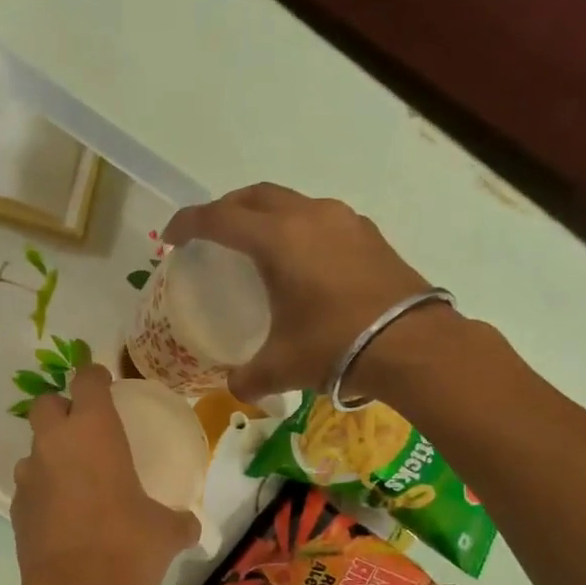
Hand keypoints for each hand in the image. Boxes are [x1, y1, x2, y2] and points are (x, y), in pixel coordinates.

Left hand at [12, 365, 199, 584]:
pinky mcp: (16, 510)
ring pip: (33, 449)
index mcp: (93, 431)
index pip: (86, 380)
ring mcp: (29, 477)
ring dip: (50, 455)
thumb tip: (190, 526)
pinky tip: (63, 516)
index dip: (94, 376)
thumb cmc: (128, 547)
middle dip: (62, 409)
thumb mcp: (165, 532)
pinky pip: (29, 487)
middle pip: (45, 404)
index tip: (104, 384)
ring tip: (75, 480)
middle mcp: (54, 444)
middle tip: (85, 429)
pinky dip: (44, 492)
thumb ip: (178, 521)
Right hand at [162, 183, 434, 399]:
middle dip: (226, 209)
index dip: (189, 224)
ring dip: (265, 215)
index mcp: (277, 240)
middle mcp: (308, 217)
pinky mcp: (368, 235)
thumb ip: (247, 377)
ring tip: (254, 243)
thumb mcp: (280, 368)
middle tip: (210, 233)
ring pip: (291, 203)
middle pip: (255, 197)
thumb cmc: (334, 347)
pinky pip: (320, 219)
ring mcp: (344, 221)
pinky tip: (301, 259)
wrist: (413, 345)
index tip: (171, 236)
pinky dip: (297, 229)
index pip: (220, 219)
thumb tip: (236, 387)